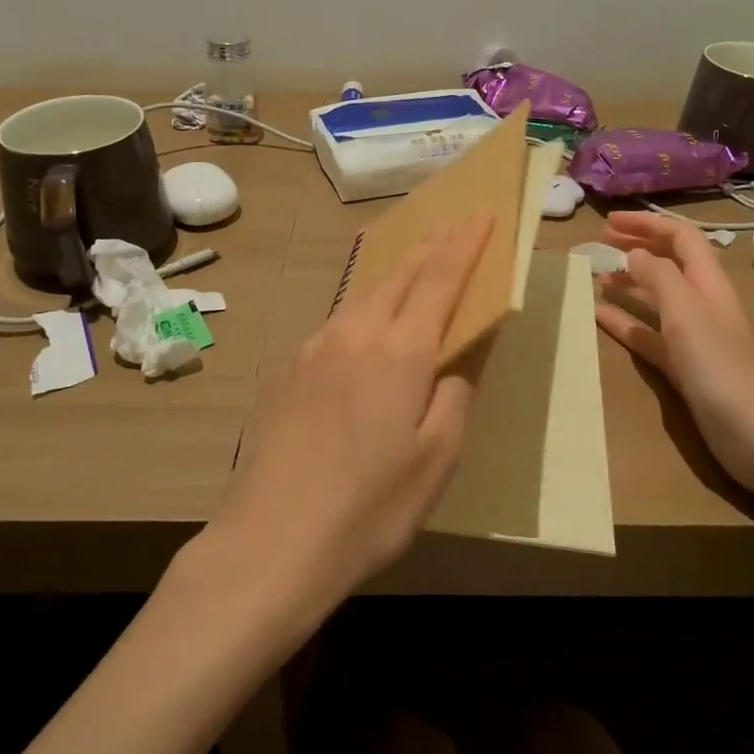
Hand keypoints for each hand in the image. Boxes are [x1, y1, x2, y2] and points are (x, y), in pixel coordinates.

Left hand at [206, 213, 493, 629]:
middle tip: (455, 224)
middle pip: (401, 272)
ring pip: (367, 292)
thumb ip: (454, 394)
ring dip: (399, 271)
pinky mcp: (292, 367)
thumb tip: (457, 357)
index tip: (483, 212)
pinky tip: (370, 322)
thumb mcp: (437, 459)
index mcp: (400, 349)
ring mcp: (317, 346)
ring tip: (418, 262)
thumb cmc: (369, 507)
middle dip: (432, 243)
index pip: (441, 276)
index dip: (465, 242)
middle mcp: (356, 332)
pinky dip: (369, 304)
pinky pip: (342, 319)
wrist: (270, 541)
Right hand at [595, 211, 753, 494]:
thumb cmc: (721, 367)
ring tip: (596, 278)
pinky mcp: (685, 367)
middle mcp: (702, 303)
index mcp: (708, 283)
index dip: (646, 224)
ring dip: (629, 283)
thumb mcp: (686, 312)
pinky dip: (626, 322)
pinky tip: (600, 317)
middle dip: (636, 247)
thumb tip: (633, 252)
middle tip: (599, 243)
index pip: (679, 237)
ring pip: (657, 298)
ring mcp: (694, 337)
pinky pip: (649, 335)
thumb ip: (659, 276)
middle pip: (668, 263)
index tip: (608, 221)